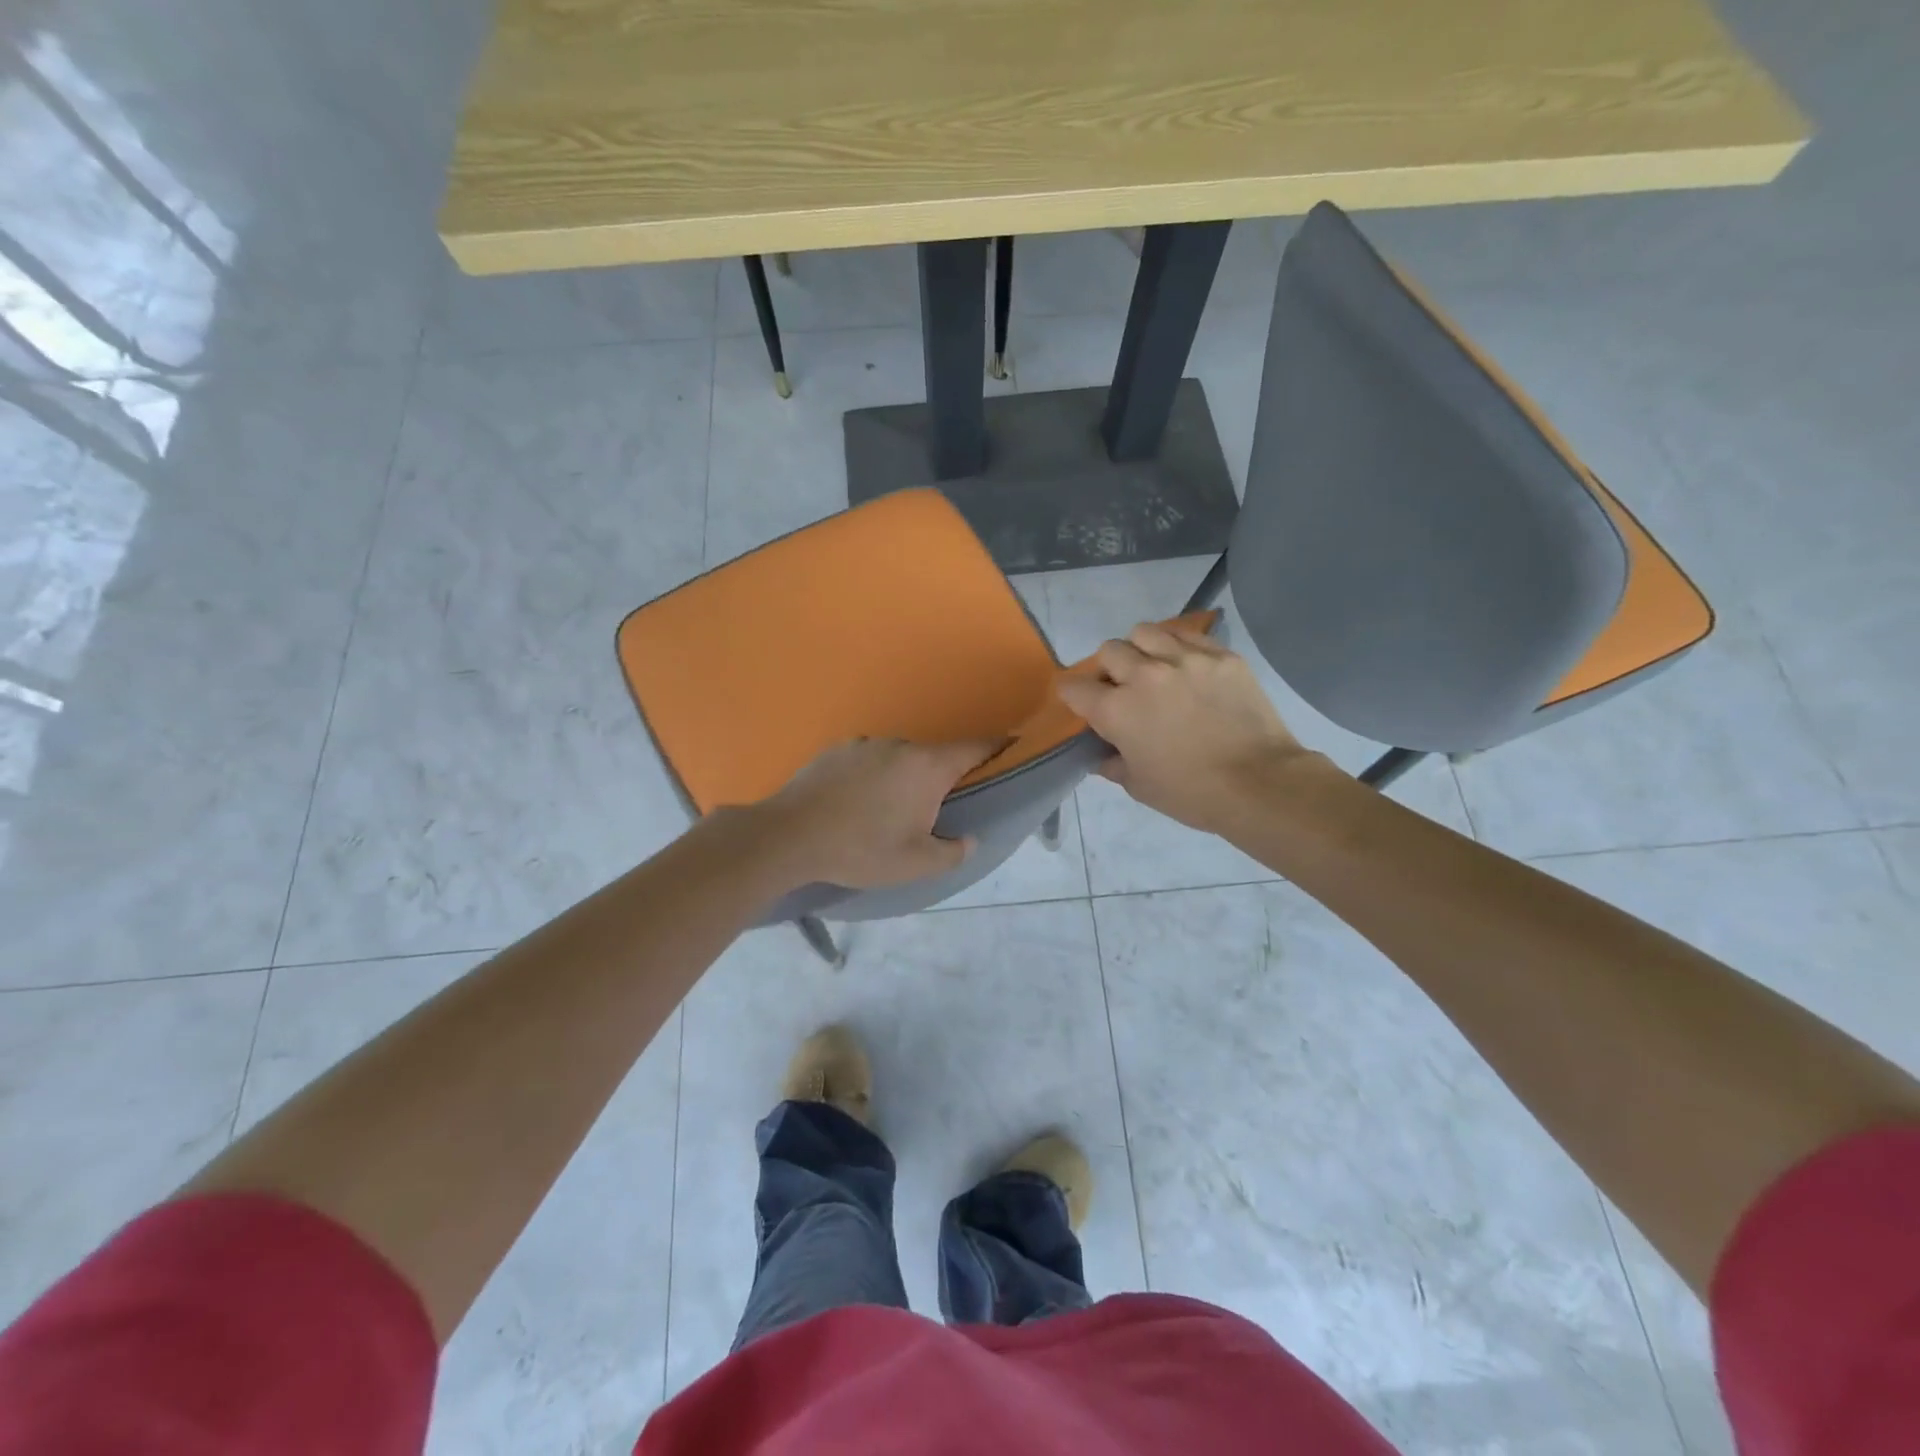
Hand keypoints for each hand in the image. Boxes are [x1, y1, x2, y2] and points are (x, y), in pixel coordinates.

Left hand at [749, 738, 1000, 888]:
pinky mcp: (836, 750)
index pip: (975, 747)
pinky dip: (872, 778)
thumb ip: (953, 851)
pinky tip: (855, 805)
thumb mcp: (915, 864)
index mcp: (927, 767)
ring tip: (886, 813)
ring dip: (903, 779)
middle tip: (934, 811)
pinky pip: (867, 761)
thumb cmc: (861, 849)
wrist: (789, 836)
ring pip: (898, 760)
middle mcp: (900, 746)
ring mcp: (865, 744)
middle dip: (941, 779)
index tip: (1012, 747)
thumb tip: (969, 839)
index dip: (998, 747)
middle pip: (934, 757)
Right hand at [1057, 621, 1320, 833]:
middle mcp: (1144, 674)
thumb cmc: (1192, 793)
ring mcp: (1185, 659)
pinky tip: (1185, 664)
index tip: (1082, 704)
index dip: (1074, 696)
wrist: (1260, 783)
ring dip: (1140, 648)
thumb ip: (1113, 764)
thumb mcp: (1140, 786)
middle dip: (1108, 669)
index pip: (1075, 688)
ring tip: (1154, 667)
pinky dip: (1176, 644)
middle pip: (1109, 651)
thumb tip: (1103, 756)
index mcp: (1117, 710)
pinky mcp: (1220, 655)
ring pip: (1145, 632)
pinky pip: (1186, 634)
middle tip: (1123, 688)